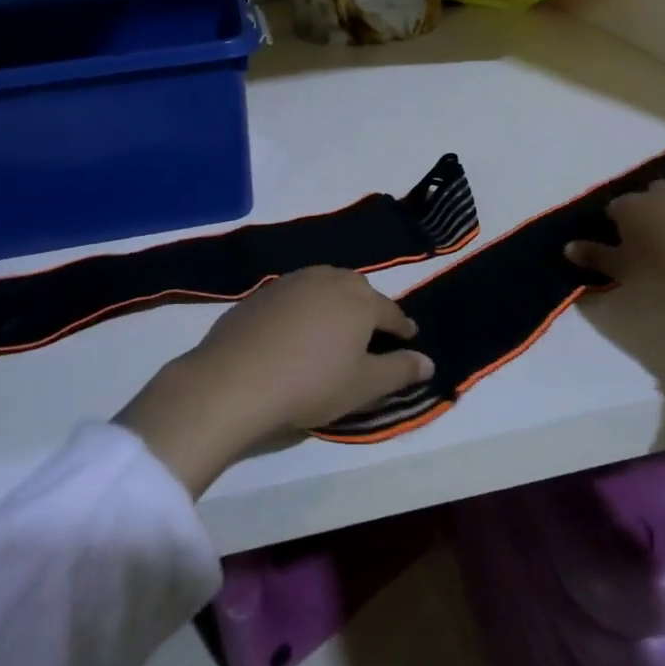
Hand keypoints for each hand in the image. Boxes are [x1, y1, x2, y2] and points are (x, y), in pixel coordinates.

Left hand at [117, 268, 432, 494]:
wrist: (235, 380)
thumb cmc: (311, 383)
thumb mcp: (364, 385)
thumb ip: (400, 371)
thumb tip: (429, 361)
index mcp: (359, 300)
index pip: (391, 312)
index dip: (402, 328)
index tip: (409, 338)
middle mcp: (328, 280)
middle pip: (358, 290)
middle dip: (369, 308)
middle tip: (371, 332)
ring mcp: (291, 282)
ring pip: (324, 286)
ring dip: (335, 302)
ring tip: (335, 326)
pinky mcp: (261, 292)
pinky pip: (295, 295)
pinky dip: (304, 307)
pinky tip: (296, 330)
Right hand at [564, 181, 664, 356]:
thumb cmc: (660, 269)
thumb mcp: (621, 269)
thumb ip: (594, 256)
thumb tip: (566, 248)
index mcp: (633, 206)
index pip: (616, 206)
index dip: (614, 220)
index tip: (615, 237)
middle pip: (653, 193)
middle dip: (649, 205)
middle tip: (649, 231)